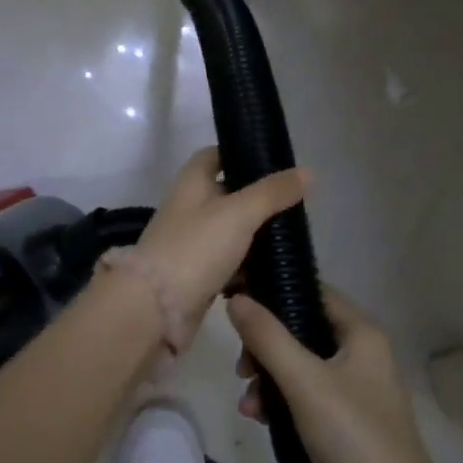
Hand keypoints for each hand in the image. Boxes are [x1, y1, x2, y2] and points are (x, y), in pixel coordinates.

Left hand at [131, 147, 308, 348]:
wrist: (156, 308)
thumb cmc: (195, 248)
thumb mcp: (240, 213)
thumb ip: (273, 193)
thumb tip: (307, 172)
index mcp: (191, 183)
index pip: (215, 156)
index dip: (240, 154)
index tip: (273, 162)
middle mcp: (189, 208)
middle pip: (227, 195)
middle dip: (258, 200)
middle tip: (295, 205)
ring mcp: (191, 243)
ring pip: (230, 232)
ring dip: (255, 236)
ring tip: (292, 239)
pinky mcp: (197, 276)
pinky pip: (228, 264)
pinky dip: (247, 268)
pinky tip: (274, 272)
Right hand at [227, 287, 443, 462]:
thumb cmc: (353, 436)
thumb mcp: (305, 383)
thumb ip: (268, 338)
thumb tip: (236, 298)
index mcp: (361, 333)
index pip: (312, 292)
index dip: (274, 291)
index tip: (236, 300)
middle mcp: (361, 352)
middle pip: (301, 329)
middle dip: (266, 346)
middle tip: (242, 368)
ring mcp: (355, 388)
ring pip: (300, 365)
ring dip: (269, 378)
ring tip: (249, 405)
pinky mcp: (347, 419)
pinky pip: (306, 395)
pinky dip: (283, 401)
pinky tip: (262, 420)